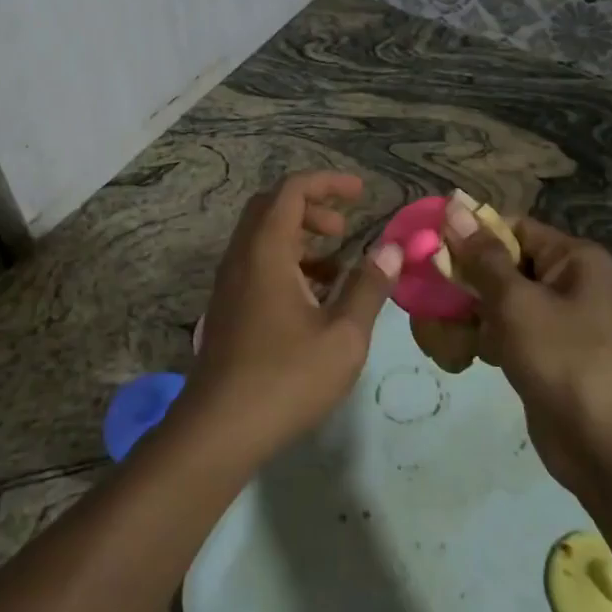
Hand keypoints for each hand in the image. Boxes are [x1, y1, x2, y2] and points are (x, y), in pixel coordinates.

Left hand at [186, 172, 400, 464]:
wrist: (219, 428)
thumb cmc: (286, 378)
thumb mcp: (343, 335)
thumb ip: (368, 287)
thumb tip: (392, 250)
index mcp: (266, 250)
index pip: (292, 190)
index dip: (328, 182)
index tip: (361, 193)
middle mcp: (241, 256)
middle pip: (272, 207)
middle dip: (311, 206)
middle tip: (344, 226)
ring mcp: (229, 283)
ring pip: (263, 238)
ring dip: (299, 237)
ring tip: (337, 266)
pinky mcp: (228, 308)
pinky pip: (257, 265)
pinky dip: (287, 263)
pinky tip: (314, 298)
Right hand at [441, 205, 611, 491]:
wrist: (609, 448)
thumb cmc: (564, 359)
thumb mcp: (516, 302)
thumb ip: (481, 257)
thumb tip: (455, 207)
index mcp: (574, 259)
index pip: (513, 228)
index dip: (470, 235)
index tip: (428, 247)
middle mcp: (570, 283)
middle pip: (503, 265)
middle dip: (463, 279)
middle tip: (422, 293)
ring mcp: (558, 323)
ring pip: (499, 301)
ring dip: (466, 313)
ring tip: (434, 330)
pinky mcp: (546, 356)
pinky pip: (506, 333)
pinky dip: (481, 339)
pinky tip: (456, 355)